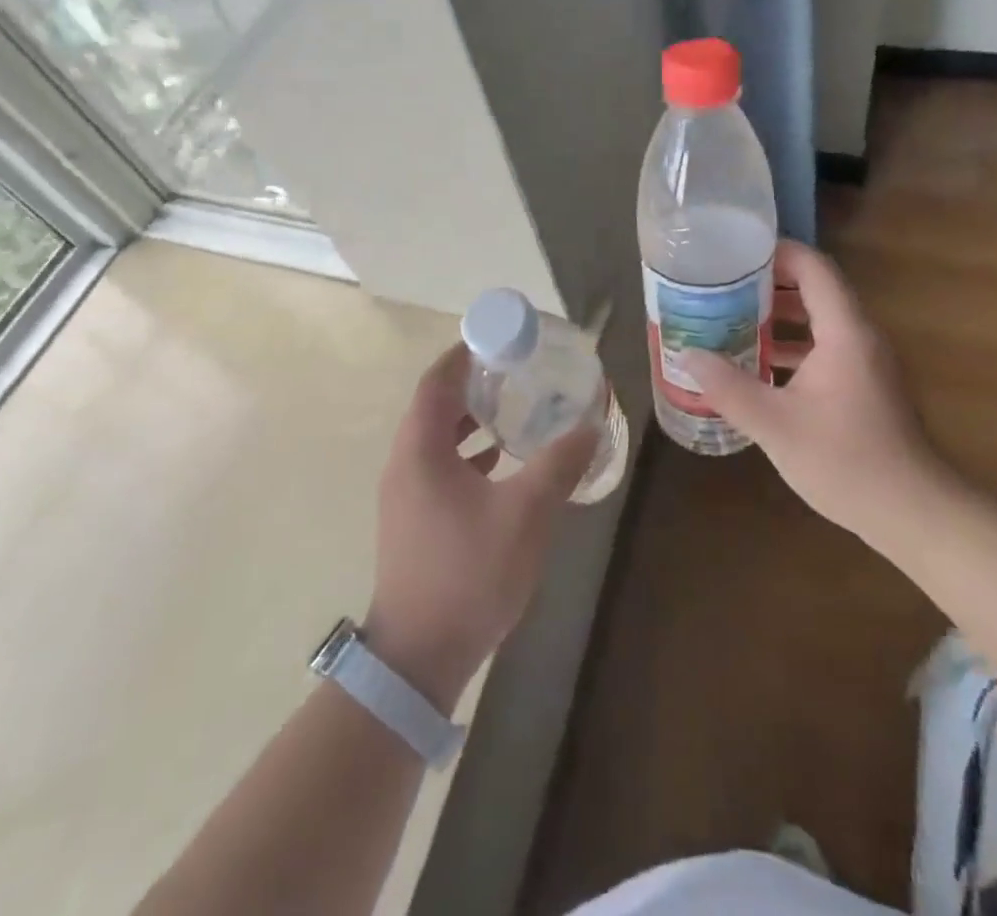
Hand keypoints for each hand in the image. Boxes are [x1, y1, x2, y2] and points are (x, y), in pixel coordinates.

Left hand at [365, 341, 593, 710]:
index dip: (465, 353)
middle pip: (436, 404)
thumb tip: (590, 424)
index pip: (437, 379)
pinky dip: (469, 451)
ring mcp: (406, 493)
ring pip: (438, 437)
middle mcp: (405, 462)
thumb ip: (559, 464)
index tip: (502, 339)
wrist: (419, 657)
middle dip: (475, 383)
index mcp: (421, 449)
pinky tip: (504, 462)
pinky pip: (440, 465)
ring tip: (516, 409)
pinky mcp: (414, 518)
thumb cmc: (468, 574)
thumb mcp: (526, 514)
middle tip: (518, 371)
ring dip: (473, 418)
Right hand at [685, 240, 951, 555]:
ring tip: (730, 321)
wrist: (913, 512)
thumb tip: (688, 355)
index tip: (733, 252)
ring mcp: (865, 362)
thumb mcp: (775, 425)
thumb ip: (729, 387)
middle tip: (721, 287)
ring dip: (778, 317)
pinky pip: (824, 348)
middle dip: (767, 284)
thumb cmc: (845, 462)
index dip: (775, 252)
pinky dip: (792, 346)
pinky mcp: (864, 385)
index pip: (813, 268)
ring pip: (818, 321)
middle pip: (814, 290)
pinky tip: (758, 366)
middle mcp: (859, 336)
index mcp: (844, 332)